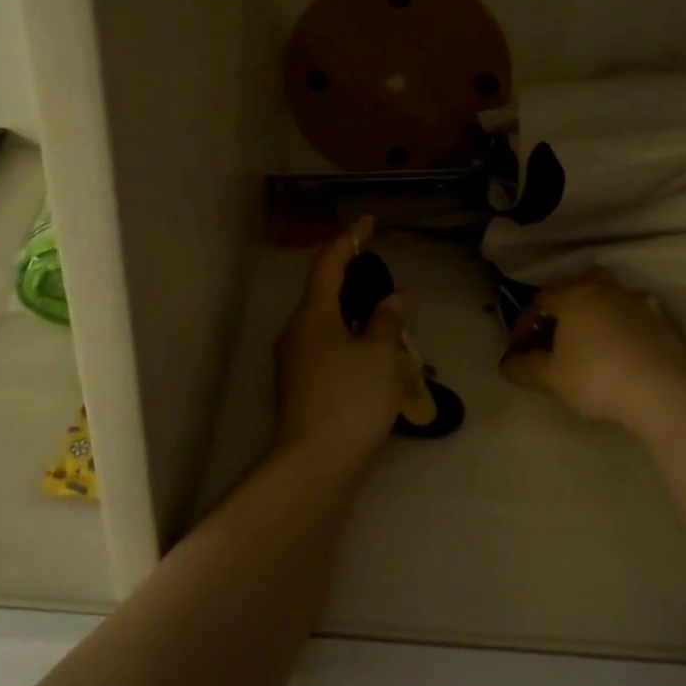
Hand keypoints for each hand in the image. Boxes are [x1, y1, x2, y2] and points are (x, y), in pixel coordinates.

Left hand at [273, 217, 406, 475]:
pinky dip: (348, 335)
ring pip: (325, 321)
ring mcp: (294, 359)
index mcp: (312, 315)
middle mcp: (296, 331)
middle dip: (353, 276)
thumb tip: (392, 297)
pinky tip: (371, 349)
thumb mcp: (380, 356)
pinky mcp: (300, 383)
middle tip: (384, 273)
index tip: (369, 221)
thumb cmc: (350, 400)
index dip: (350, 238)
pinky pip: (325, 344)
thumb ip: (387, 320)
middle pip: (324, 291)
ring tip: (385, 312)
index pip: (329, 263)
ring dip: (353, 310)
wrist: (315, 463)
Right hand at [500, 270, 685, 428]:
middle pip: (580, 283)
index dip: (525, 322)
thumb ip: (527, 368)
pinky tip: (619, 350)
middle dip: (564, 303)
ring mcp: (637, 303)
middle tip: (556, 329)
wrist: (662, 390)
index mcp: (574, 296)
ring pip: (610, 296)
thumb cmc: (596, 377)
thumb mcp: (553, 377)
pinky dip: (621, 327)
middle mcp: (605, 290)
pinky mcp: (662, 322)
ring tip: (588, 338)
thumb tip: (507, 365)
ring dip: (595, 311)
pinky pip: (633, 316)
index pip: (541, 299)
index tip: (519, 348)